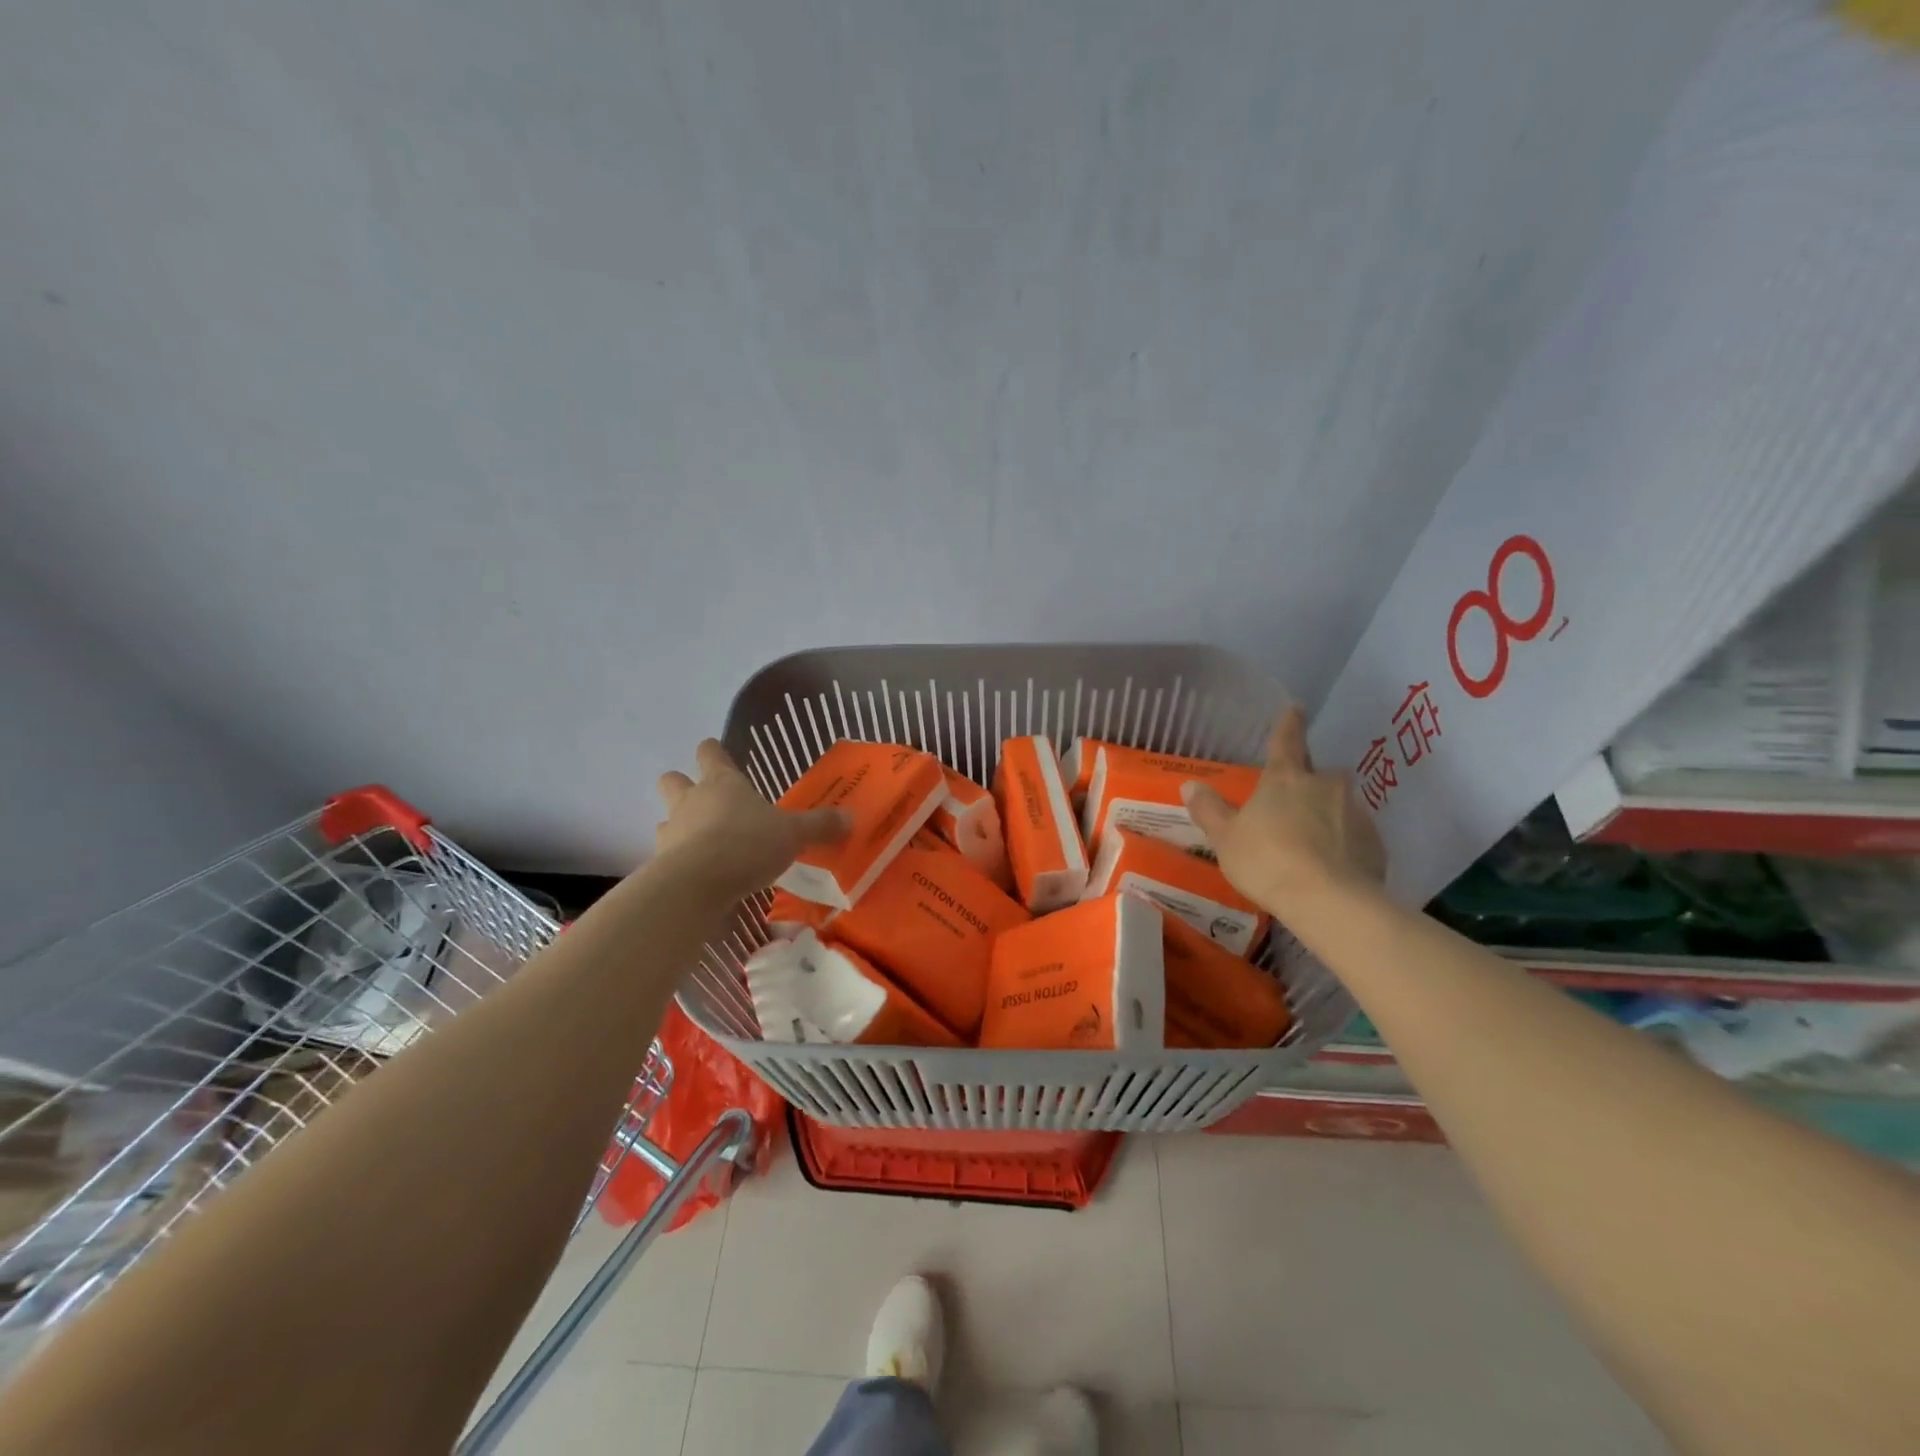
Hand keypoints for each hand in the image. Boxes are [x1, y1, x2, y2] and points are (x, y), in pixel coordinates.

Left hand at [655, 740, 848, 896]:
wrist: (696, 885)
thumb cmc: (747, 844)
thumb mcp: (793, 835)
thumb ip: (819, 826)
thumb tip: (850, 818)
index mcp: (723, 783)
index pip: (710, 753)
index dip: (713, 751)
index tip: (717, 752)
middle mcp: (692, 800)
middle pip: (674, 779)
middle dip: (683, 784)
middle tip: (704, 799)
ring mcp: (672, 831)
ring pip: (667, 817)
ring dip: (680, 825)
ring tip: (703, 842)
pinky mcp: (660, 863)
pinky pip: (667, 855)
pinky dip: (679, 861)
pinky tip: (698, 875)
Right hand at [1182, 706, 1386, 911]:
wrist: (1329, 901)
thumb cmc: (1267, 860)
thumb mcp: (1226, 838)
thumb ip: (1209, 809)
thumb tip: (1190, 784)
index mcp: (1285, 779)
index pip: (1286, 740)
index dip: (1289, 723)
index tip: (1296, 707)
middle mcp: (1325, 786)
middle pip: (1318, 774)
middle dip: (1308, 782)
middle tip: (1294, 803)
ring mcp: (1355, 813)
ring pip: (1338, 805)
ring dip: (1326, 816)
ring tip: (1310, 844)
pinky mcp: (1374, 844)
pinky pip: (1355, 837)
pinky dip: (1343, 844)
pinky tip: (1330, 867)